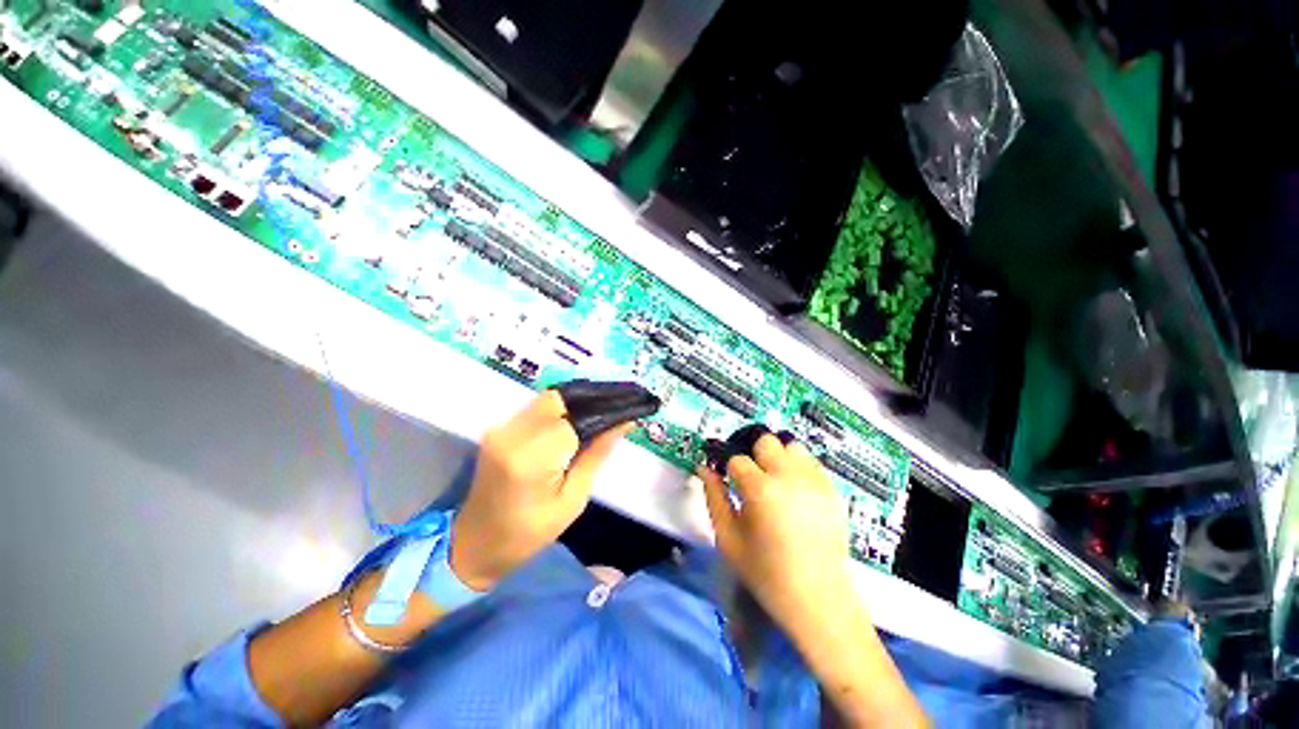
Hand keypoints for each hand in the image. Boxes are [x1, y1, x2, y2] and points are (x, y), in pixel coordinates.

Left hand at [450, 389, 638, 590]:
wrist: (474, 544)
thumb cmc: (529, 533)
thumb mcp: (573, 499)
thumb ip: (597, 454)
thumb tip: (624, 422)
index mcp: (531, 457)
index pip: (575, 418)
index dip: (603, 412)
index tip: (626, 414)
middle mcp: (513, 434)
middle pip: (560, 399)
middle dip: (589, 403)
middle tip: (612, 415)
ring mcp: (501, 429)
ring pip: (548, 399)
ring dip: (575, 406)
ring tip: (598, 419)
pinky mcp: (499, 429)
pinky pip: (536, 409)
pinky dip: (558, 412)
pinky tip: (572, 425)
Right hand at [697, 434, 856, 632]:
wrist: (819, 601)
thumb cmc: (766, 574)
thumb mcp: (728, 539)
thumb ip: (713, 497)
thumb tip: (704, 468)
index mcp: (760, 489)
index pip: (737, 459)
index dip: (728, 468)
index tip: (727, 480)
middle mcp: (789, 476)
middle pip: (766, 441)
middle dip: (754, 454)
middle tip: (751, 479)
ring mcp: (815, 481)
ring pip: (791, 445)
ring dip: (779, 457)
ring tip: (775, 481)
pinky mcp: (833, 490)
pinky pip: (811, 463)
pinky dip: (799, 468)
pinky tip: (795, 493)